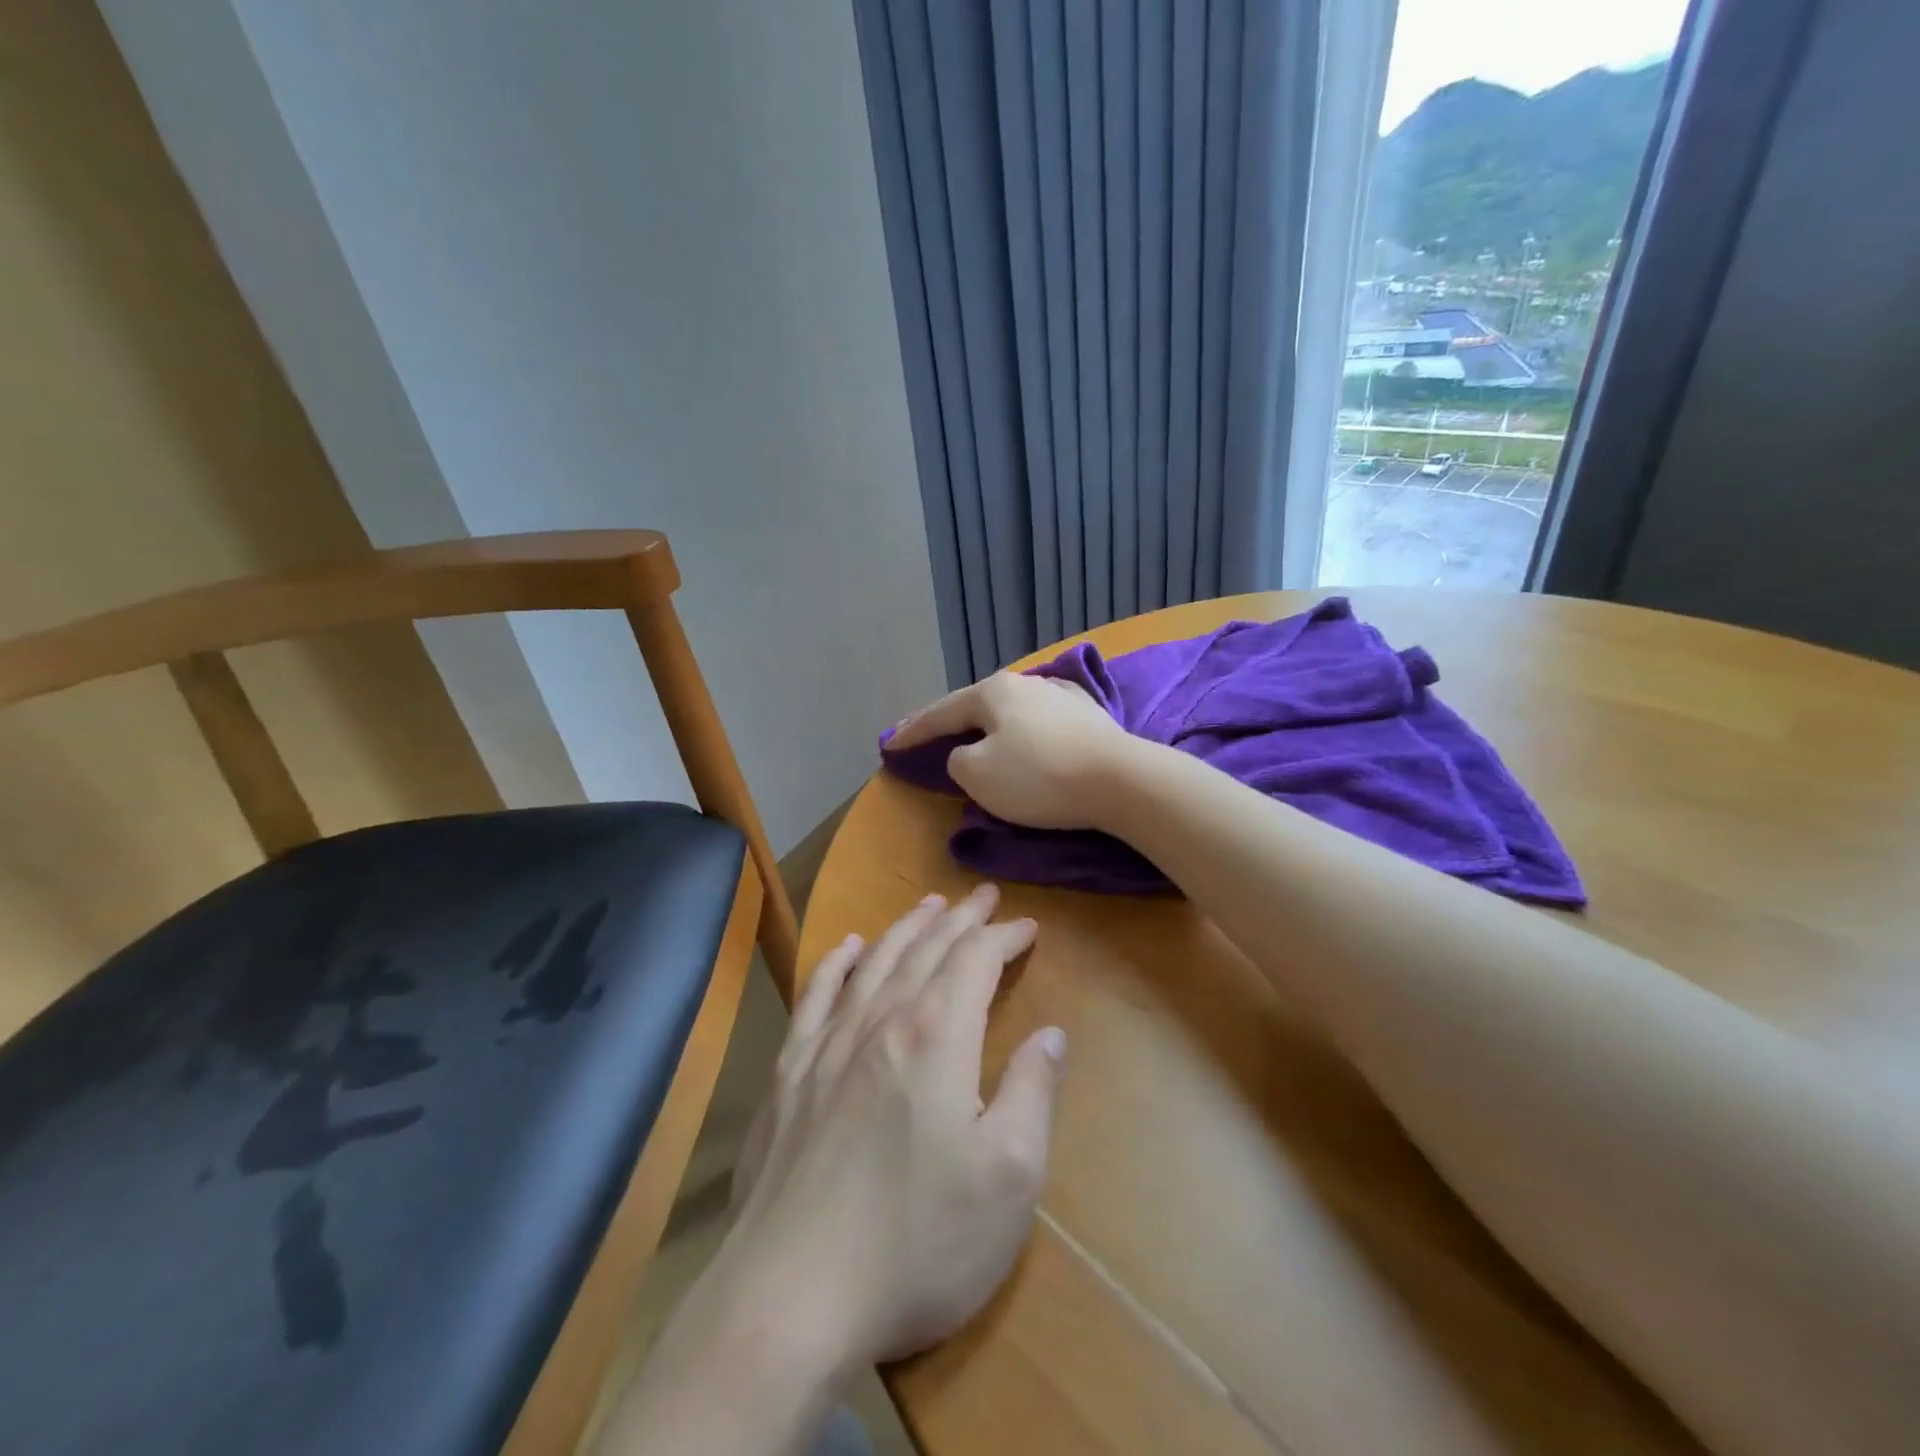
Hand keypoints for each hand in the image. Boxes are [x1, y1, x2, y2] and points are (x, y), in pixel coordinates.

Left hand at [720, 884, 1065, 1371]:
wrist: (791, 1294)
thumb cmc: (917, 1243)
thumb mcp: (1009, 1179)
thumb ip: (1033, 1093)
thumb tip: (1051, 1034)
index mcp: (937, 1037)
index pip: (976, 960)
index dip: (1004, 937)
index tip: (1027, 927)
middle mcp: (882, 1020)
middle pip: (927, 948)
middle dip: (961, 917)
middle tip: (985, 896)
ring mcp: (828, 1042)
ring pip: (875, 960)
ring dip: (907, 927)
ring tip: (929, 904)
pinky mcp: (789, 1070)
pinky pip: (816, 994)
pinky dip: (836, 962)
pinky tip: (846, 947)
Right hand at [890, 672, 1130, 829]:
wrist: (1121, 781)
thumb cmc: (1039, 777)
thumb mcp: (977, 774)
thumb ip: (958, 760)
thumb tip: (969, 753)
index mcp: (993, 691)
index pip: (941, 712)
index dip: (912, 732)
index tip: (889, 746)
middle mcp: (1027, 683)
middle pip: (977, 705)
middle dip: (950, 722)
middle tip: (926, 736)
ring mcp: (1062, 696)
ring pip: (1011, 711)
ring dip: (988, 725)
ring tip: (973, 735)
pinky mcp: (1090, 717)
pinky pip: (1040, 723)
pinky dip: (1022, 732)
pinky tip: (1025, 734)